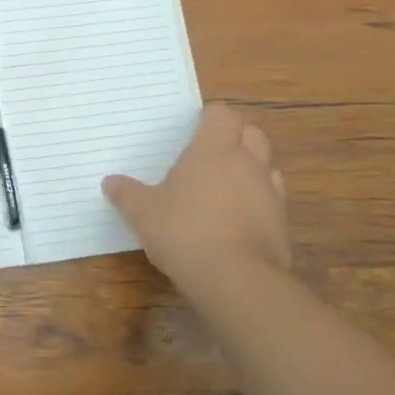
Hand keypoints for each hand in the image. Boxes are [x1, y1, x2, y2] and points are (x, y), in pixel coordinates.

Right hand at [103, 104, 289, 285]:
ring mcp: (271, 194)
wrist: (236, 280)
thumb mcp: (142, 212)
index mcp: (214, 150)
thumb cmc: (184, 231)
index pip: (222, 114)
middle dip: (236, 138)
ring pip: (267, 167)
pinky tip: (237, 221)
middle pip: (252, 134)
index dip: (210, 117)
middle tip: (210, 154)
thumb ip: (126, 194)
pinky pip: (273, 202)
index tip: (194, 128)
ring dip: (251, 170)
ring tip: (225, 188)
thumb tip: (111, 182)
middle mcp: (248, 163)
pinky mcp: (283, 225)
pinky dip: (258, 204)